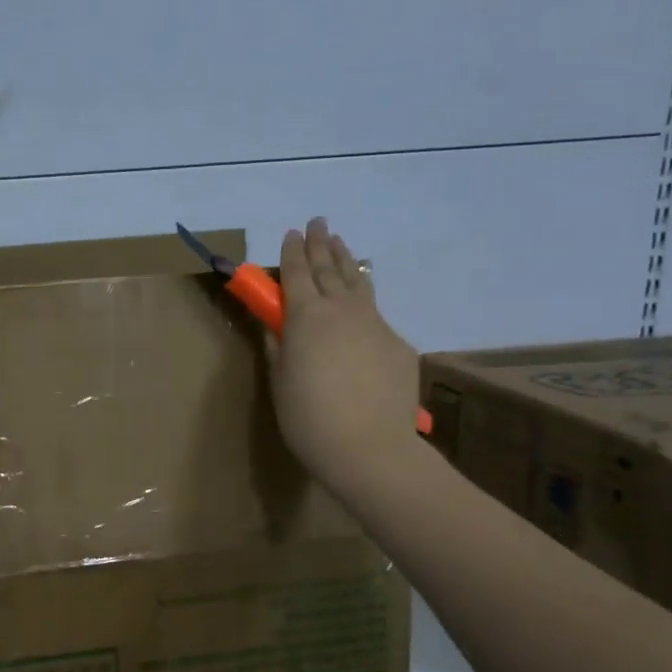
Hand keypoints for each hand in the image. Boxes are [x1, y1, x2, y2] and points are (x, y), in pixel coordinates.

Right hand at [268, 218, 423, 500]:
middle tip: (318, 222)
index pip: (296, 273)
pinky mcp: (398, 344)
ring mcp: (375, 324)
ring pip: (358, 283)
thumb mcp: (279, 382)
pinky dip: (364, 305)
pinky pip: (376, 317)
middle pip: (329, 268)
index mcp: (306, 317)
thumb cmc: (309, 419)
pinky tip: (361, 311)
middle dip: (321, 243)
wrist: (370, 449)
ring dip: (347, 261)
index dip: (292, 252)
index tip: (291, 233)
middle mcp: (342, 310)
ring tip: (341, 244)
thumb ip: (276, 345)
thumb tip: (273, 323)